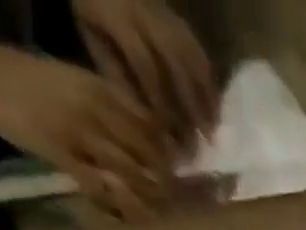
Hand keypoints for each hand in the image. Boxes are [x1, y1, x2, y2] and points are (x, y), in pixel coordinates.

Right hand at [0, 46, 172, 218]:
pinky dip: (116, 205)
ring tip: (154, 214)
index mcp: (102, 90)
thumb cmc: (31, 82)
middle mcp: (96, 109)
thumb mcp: (77, 85)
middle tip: (170, 202)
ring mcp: (78, 132)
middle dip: (164, 183)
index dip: (169, 156)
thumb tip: (151, 140)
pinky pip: (100, 187)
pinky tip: (124, 217)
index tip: (177, 175)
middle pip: (148, 155)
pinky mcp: (60, 153)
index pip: (152, 128)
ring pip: (130, 174)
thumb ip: (112, 109)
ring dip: (146, 199)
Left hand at [72, 0, 219, 152]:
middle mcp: (148, 17)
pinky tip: (215, 107)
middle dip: (191, 107)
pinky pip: (201, 55)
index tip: (168, 134)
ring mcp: (168, 18)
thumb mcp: (92, 38)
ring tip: (213, 129)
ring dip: (207, 99)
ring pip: (195, 62)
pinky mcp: (179, 21)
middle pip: (178, 68)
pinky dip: (210, 84)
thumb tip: (145, 115)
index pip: (146, 67)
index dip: (159, 102)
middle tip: (201, 140)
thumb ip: (116, 73)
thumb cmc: (90, 11)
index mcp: (120, 19)